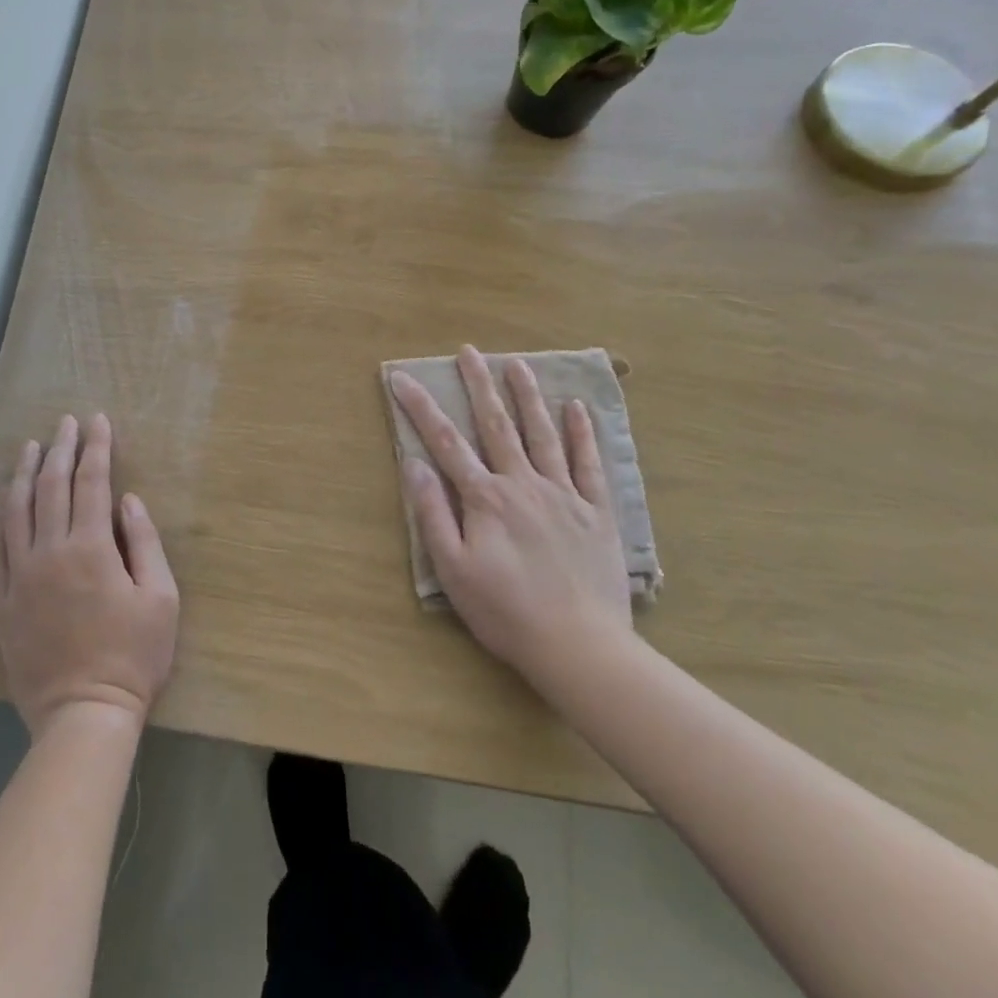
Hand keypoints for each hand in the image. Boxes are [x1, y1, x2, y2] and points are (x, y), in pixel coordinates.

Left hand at [0, 413, 178, 736]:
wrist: (83, 715)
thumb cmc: (133, 656)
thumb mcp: (160, 598)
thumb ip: (144, 543)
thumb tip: (128, 501)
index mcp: (90, 548)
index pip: (92, 482)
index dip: (96, 448)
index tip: (98, 421)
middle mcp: (49, 553)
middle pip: (51, 487)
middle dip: (61, 449)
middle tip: (66, 422)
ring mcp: (20, 577)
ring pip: (16, 512)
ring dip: (24, 474)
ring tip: (30, 448)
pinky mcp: (4, 602)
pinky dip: (0, 521)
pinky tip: (4, 506)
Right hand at [390, 347, 633, 688]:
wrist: (579, 646)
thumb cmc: (505, 611)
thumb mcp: (452, 569)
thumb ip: (432, 513)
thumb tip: (414, 463)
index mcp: (485, 497)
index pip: (445, 442)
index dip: (420, 407)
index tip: (402, 378)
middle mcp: (523, 483)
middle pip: (497, 424)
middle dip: (479, 385)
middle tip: (469, 351)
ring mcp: (563, 494)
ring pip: (543, 434)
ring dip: (528, 396)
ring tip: (516, 364)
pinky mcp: (596, 511)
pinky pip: (588, 463)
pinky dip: (582, 433)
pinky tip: (576, 408)